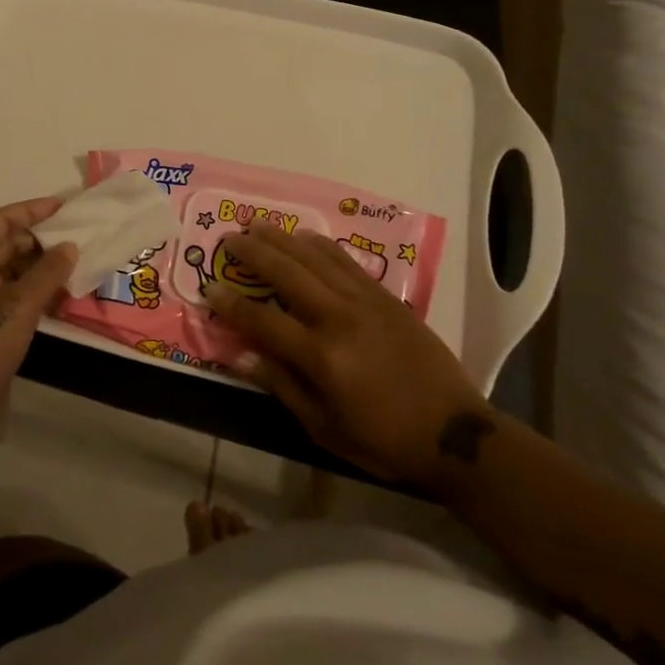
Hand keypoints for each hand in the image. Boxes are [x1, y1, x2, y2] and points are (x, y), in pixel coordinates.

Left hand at [0, 198, 77, 456]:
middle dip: (39, 241)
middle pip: (4, 244)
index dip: (31, 210)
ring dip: (38, 270)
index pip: (1, 219)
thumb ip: (48, 271)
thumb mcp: (20, 303)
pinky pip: (10, 298)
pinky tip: (59, 300)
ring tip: (74, 267)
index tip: (63, 207)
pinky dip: (32, 295)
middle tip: (75, 239)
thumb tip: (69, 246)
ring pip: (9, 273)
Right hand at [203, 223, 492, 496]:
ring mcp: (364, 302)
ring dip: (282, 238)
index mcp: (321, 356)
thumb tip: (244, 355)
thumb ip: (283, 386)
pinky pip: (346, 260)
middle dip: (253, 252)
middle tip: (229, 238)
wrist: (454, 433)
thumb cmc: (383, 439)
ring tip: (257, 225)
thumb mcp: (325, 427)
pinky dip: (320, 245)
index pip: (263, 320)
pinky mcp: (385, 296)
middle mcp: (338, 318)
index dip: (232, 304)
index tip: (210, 288)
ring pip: (314, 258)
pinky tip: (304, 236)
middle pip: (286, 273)